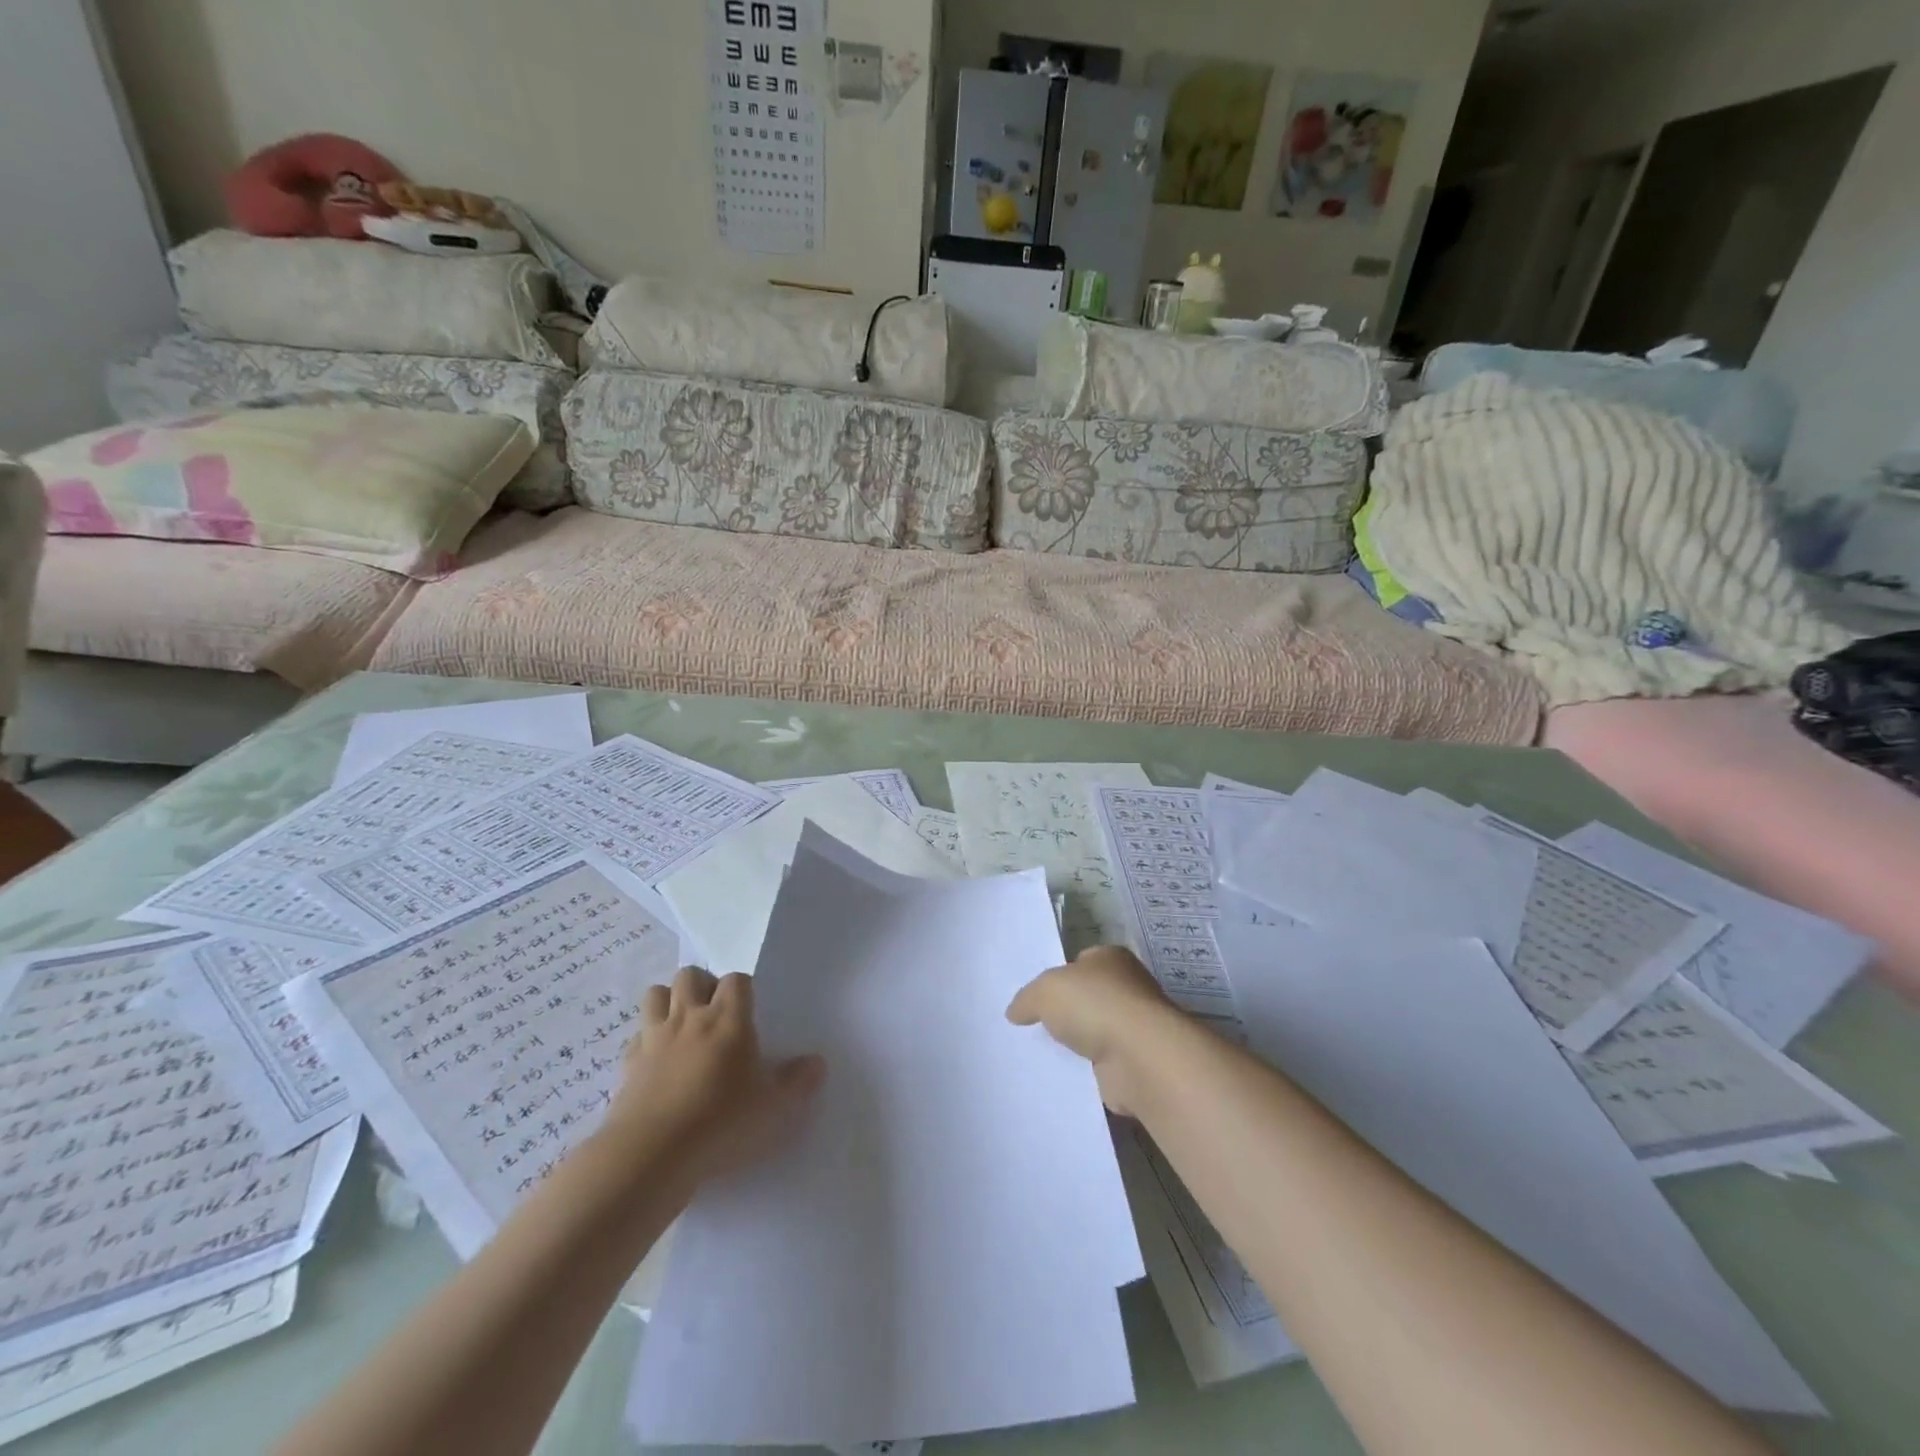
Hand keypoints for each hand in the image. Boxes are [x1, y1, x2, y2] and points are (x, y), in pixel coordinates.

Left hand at [605, 966, 825, 1186]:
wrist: (651, 1154)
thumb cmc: (721, 1123)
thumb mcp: (772, 1108)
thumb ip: (797, 1082)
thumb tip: (818, 1063)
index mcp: (728, 1019)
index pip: (736, 980)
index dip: (743, 990)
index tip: (750, 1011)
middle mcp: (690, 1017)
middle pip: (691, 975)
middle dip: (703, 985)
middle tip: (715, 1014)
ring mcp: (654, 1038)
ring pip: (656, 993)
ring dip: (669, 1001)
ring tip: (683, 1026)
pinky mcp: (627, 1064)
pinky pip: (636, 1035)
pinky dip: (646, 1039)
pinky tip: (657, 1060)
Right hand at [1007, 946, 1181, 1115]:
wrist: (1139, 1058)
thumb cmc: (1094, 1005)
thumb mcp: (1045, 991)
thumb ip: (1027, 998)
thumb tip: (1015, 1012)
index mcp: (1110, 958)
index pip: (1079, 962)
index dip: (1057, 977)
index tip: (1036, 996)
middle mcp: (1128, 987)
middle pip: (1087, 997)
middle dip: (1066, 1012)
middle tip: (1033, 1026)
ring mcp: (1135, 1026)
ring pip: (1095, 1032)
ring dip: (1077, 1044)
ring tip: (1042, 1055)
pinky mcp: (1136, 1062)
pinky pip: (1102, 1064)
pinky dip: (1087, 1071)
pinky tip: (1064, 1076)